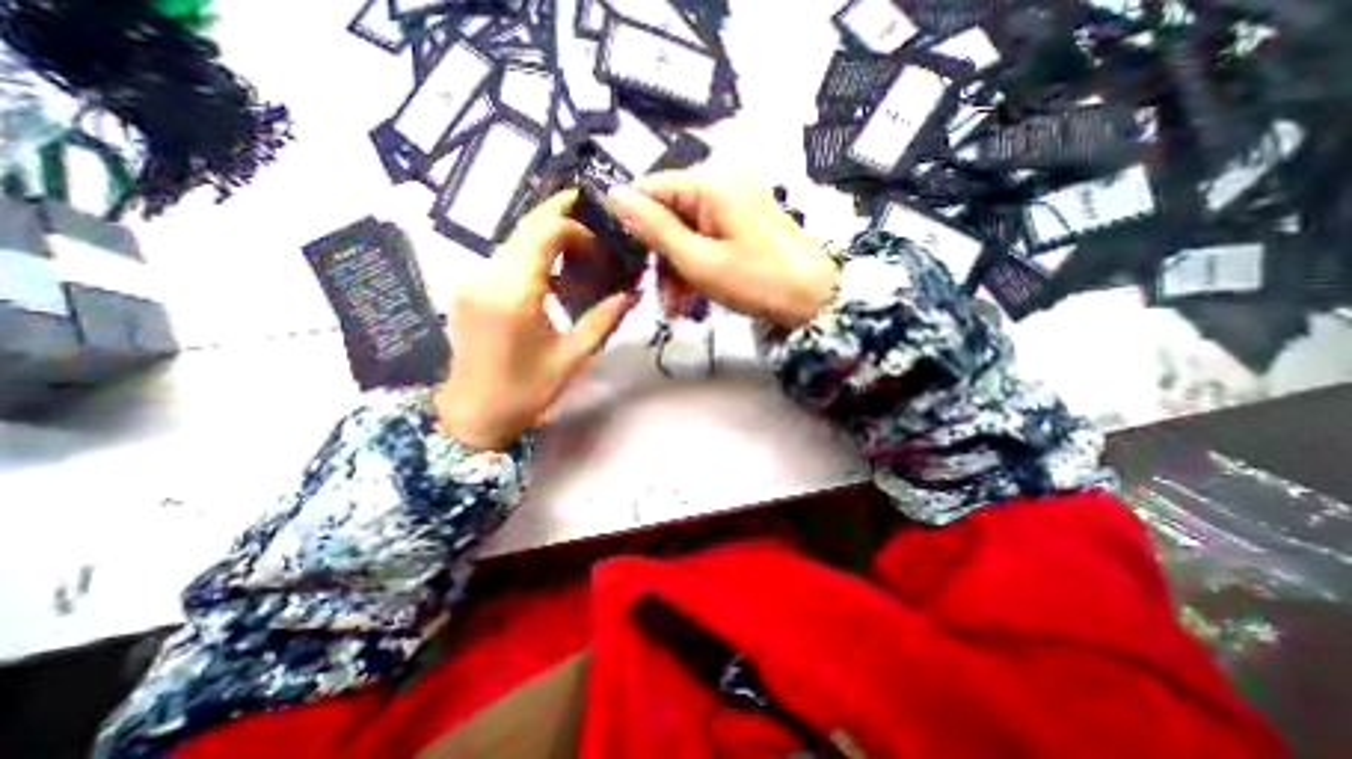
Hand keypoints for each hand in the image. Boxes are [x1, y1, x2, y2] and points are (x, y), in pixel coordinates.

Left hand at [440, 192, 639, 449]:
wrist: (471, 413)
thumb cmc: (526, 391)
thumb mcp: (571, 357)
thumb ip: (602, 320)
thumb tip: (631, 294)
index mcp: (515, 294)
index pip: (544, 233)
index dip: (575, 229)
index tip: (598, 247)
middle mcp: (488, 277)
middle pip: (524, 227)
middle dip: (558, 215)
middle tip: (590, 213)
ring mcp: (472, 280)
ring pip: (513, 240)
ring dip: (544, 235)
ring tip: (578, 244)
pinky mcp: (468, 289)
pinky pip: (503, 258)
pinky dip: (530, 254)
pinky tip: (551, 272)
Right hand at [602, 167, 836, 324]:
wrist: (814, 300)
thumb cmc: (756, 280)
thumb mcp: (699, 260)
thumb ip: (655, 229)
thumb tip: (613, 195)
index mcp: (709, 182)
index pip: (650, 189)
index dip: (630, 223)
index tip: (619, 260)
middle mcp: (720, 183)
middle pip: (668, 214)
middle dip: (658, 257)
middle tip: (656, 296)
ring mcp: (733, 204)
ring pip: (685, 232)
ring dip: (675, 269)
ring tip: (675, 307)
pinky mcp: (742, 223)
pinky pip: (705, 240)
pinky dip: (695, 267)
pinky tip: (691, 296)